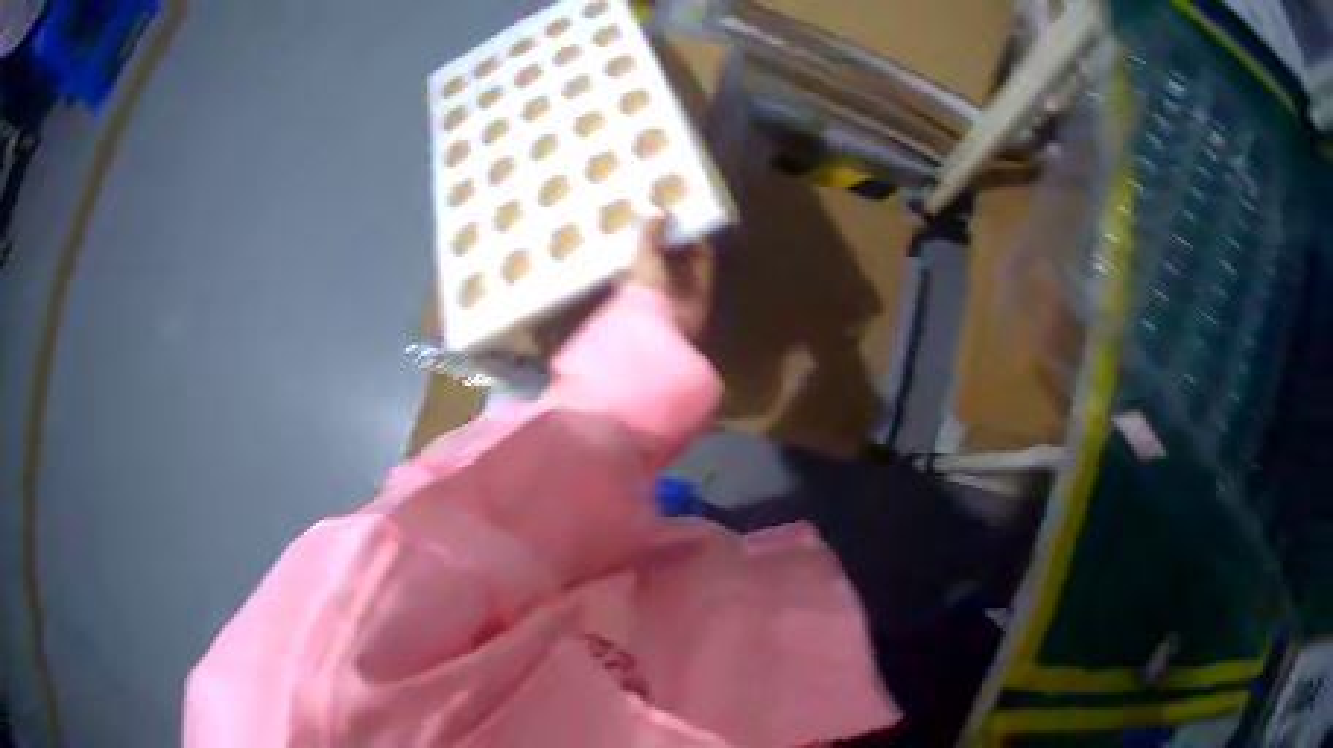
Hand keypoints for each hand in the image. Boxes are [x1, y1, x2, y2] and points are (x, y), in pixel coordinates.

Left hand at [628, 216, 714, 338]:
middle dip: (673, 240)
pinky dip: (705, 254)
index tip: (658, 219)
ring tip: (693, 221)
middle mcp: (658, 286)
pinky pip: (704, 270)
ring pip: (687, 264)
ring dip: (690, 245)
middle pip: (667, 259)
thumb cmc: (644, 286)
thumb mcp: (643, 254)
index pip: (644, 256)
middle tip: (679, 217)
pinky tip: (704, 236)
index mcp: (636, 279)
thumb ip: (650, 233)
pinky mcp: (700, 295)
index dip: (651, 238)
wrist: (663, 320)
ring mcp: (680, 292)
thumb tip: (660, 211)